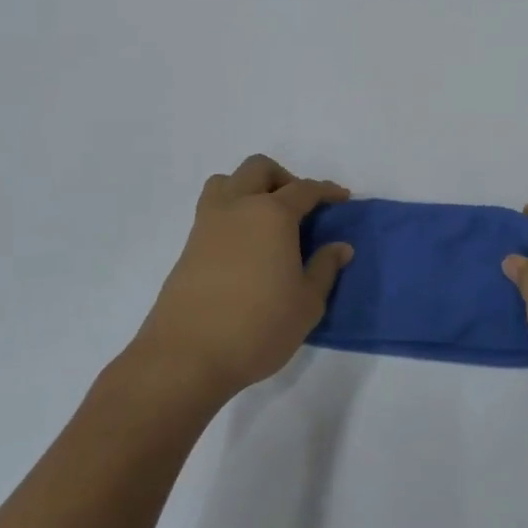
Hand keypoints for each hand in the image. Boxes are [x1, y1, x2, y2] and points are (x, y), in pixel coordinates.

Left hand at [126, 154, 351, 402]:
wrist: (186, 357)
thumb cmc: (258, 327)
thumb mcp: (308, 303)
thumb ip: (325, 268)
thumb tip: (340, 247)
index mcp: (272, 215)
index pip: (304, 189)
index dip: (327, 191)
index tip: (342, 198)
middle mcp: (238, 208)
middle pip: (259, 169)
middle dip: (284, 178)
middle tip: (301, 207)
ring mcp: (207, 225)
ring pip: (227, 182)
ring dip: (250, 188)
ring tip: (267, 219)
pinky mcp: (188, 247)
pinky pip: (212, 209)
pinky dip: (233, 212)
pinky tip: (247, 246)